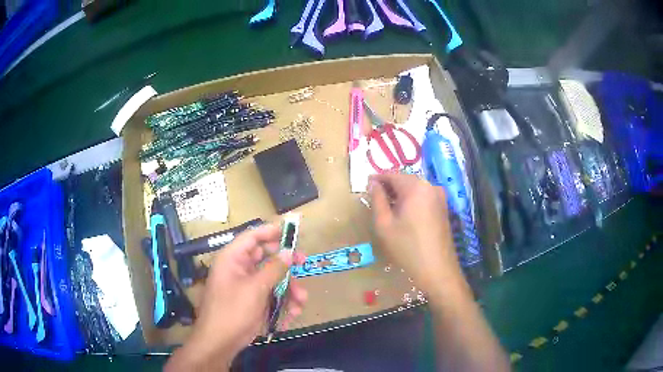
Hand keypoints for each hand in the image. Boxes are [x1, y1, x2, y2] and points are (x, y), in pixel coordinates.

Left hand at [165, 223, 307, 371]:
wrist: (220, 342)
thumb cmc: (233, 310)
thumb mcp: (255, 288)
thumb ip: (274, 269)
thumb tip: (288, 252)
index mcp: (233, 259)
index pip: (252, 237)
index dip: (271, 232)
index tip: (292, 232)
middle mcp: (239, 269)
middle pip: (266, 258)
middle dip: (286, 265)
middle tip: (303, 264)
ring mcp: (247, 287)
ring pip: (272, 279)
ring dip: (288, 290)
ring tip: (300, 302)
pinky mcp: (253, 302)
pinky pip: (271, 296)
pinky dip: (282, 304)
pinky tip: (290, 316)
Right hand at [369, 173, 461, 292]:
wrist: (437, 269)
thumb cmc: (407, 247)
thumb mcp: (385, 224)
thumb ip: (377, 199)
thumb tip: (372, 183)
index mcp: (415, 186)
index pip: (392, 174)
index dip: (377, 178)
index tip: (366, 185)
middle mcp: (430, 186)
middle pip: (405, 180)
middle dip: (389, 186)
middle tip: (374, 198)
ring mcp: (440, 197)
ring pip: (415, 188)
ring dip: (400, 194)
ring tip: (387, 207)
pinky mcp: (443, 207)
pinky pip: (423, 197)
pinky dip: (411, 200)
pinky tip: (403, 214)